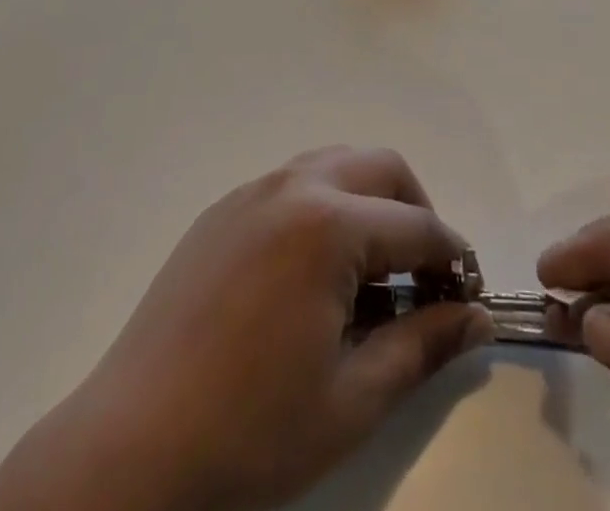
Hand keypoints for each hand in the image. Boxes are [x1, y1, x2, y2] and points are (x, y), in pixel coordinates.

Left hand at [0, 147, 491, 510]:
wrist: (133, 444)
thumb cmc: (251, 432)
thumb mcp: (352, 399)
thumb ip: (423, 346)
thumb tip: (475, 317)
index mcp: (328, 225)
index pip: (417, 227)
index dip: (455, 259)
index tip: (471, 294)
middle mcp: (292, 187)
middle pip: (379, 166)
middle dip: (415, 210)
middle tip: (425, 274)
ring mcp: (251, 192)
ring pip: (333, 164)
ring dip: (368, 200)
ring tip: (373, 270)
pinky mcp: (221, 210)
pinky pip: (290, 184)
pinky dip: (323, 206)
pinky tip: (313, 271)